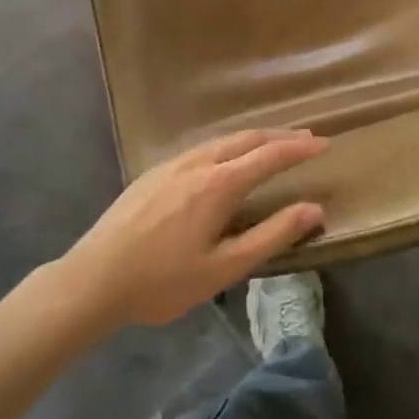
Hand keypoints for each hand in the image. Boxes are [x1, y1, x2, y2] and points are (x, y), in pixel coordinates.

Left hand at [57, 130, 328, 327]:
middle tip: (306, 139)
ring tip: (272, 146)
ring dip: (253, 139)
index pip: (270, 155)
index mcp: (219, 184)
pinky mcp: (153, 173)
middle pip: (246, 139)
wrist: (93, 279)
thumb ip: (272, 236)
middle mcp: (198, 163)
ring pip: (221, 140)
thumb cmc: (162, 281)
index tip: (325, 144)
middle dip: (280, 136)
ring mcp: (171, 165)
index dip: (300, 148)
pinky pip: (201, 148)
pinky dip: (228, 146)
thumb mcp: (224, 267)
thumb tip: (315, 209)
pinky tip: (225, 160)